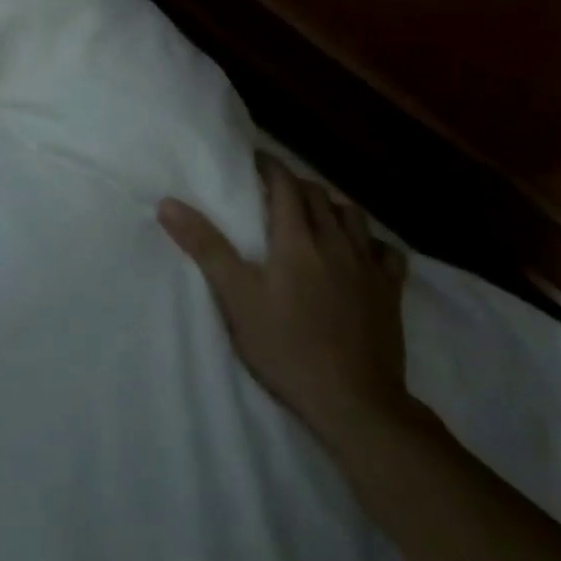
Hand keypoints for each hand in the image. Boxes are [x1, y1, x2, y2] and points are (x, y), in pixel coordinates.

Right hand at [158, 156, 419, 450]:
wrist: (353, 401)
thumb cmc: (286, 348)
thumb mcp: (236, 298)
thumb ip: (205, 248)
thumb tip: (169, 204)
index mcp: (297, 240)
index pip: (285, 186)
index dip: (271, 167)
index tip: (255, 159)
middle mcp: (336, 243)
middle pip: (319, 197)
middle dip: (297, 184)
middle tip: (276, 189)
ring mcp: (368, 268)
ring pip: (354, 217)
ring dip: (333, 206)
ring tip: (317, 213)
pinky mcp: (391, 294)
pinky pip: (388, 253)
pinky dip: (372, 243)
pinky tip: (362, 251)